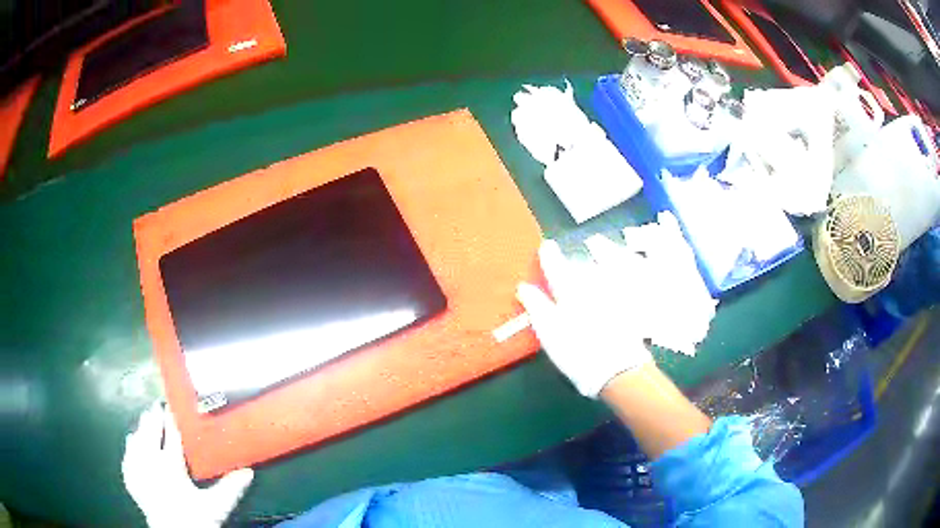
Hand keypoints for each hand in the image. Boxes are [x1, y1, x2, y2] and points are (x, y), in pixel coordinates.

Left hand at [122, 402, 253, 527]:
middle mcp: (151, 461)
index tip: (173, 405)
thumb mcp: (217, 507)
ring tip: (146, 419)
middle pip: (151, 431)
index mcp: (171, 465)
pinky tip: (132, 441)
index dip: (172, 418)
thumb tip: (249, 471)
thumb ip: (231, 488)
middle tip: (157, 406)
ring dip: (142, 428)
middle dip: (154, 417)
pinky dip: (131, 445)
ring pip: (137, 439)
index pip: (172, 434)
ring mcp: (138, 468)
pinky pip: (128, 454)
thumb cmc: (195, 519)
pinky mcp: (130, 478)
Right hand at [516, 238, 652, 397]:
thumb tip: (524, 286)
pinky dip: (614, 274)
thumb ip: (536, 306)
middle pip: (581, 268)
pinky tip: (610, 281)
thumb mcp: (549, 331)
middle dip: (572, 261)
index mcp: (570, 291)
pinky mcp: (627, 308)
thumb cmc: (576, 351)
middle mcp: (593, 287)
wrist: (618, 370)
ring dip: (595, 262)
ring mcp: (613, 296)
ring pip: (601, 273)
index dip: (549, 256)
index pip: (557, 267)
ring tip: (590, 257)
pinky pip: (619, 282)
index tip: (546, 245)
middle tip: (563, 258)